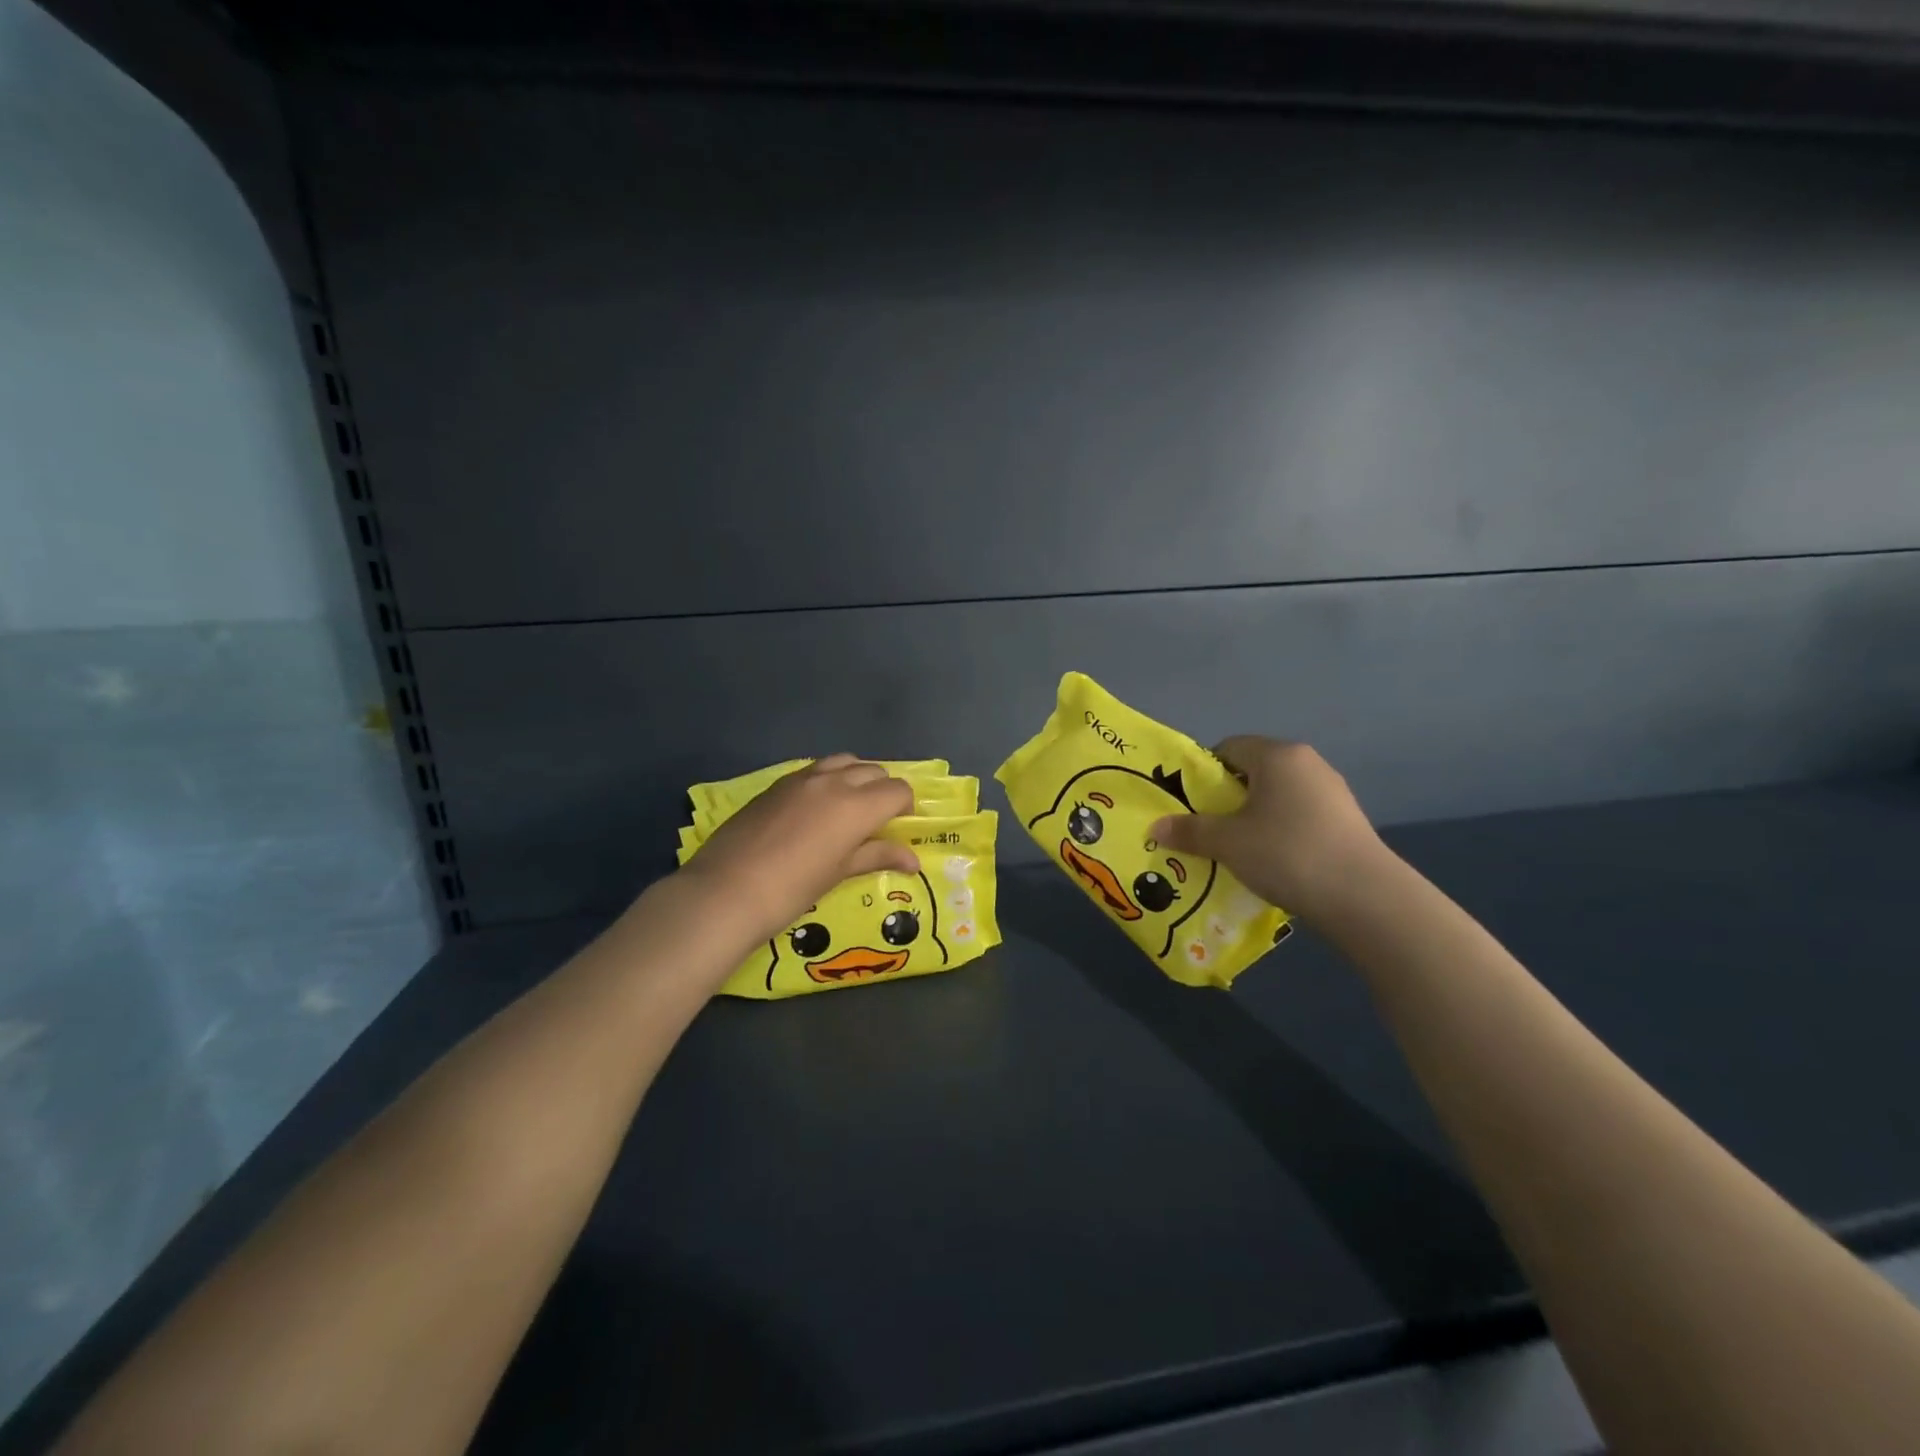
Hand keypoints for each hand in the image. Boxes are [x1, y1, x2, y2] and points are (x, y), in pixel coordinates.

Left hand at [675, 755, 917, 941]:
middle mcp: (834, 781)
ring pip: (844, 761)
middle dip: (883, 791)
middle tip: (875, 821)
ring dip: (856, 778)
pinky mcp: (778, 784)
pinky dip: (828, 780)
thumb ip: (877, 856)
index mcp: (856, 805)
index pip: (897, 790)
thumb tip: (913, 861)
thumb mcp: (839, 873)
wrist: (726, 890)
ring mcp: (803, 778)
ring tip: (848, 808)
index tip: (897, 827)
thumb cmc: (793, 889)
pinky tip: (816, 809)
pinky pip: (815, 770)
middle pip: (874, 771)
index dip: (904, 807)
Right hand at [1150, 736, 1390, 924]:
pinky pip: (1299, 816)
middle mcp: (1307, 763)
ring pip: (1277, 796)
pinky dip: (1281, 832)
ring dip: (1254, 817)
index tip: (1191, 805)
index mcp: (1277, 755)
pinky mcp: (1346, 820)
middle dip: (1227, 798)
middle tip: (1209, 830)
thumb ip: (1190, 831)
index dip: (1203, 774)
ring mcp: (1332, 792)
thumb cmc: (1286, 853)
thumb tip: (1155, 827)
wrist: (1365, 897)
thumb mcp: (1227, 842)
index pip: (1228, 748)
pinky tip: (1274, 862)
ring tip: (1240, 851)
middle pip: (1253, 771)